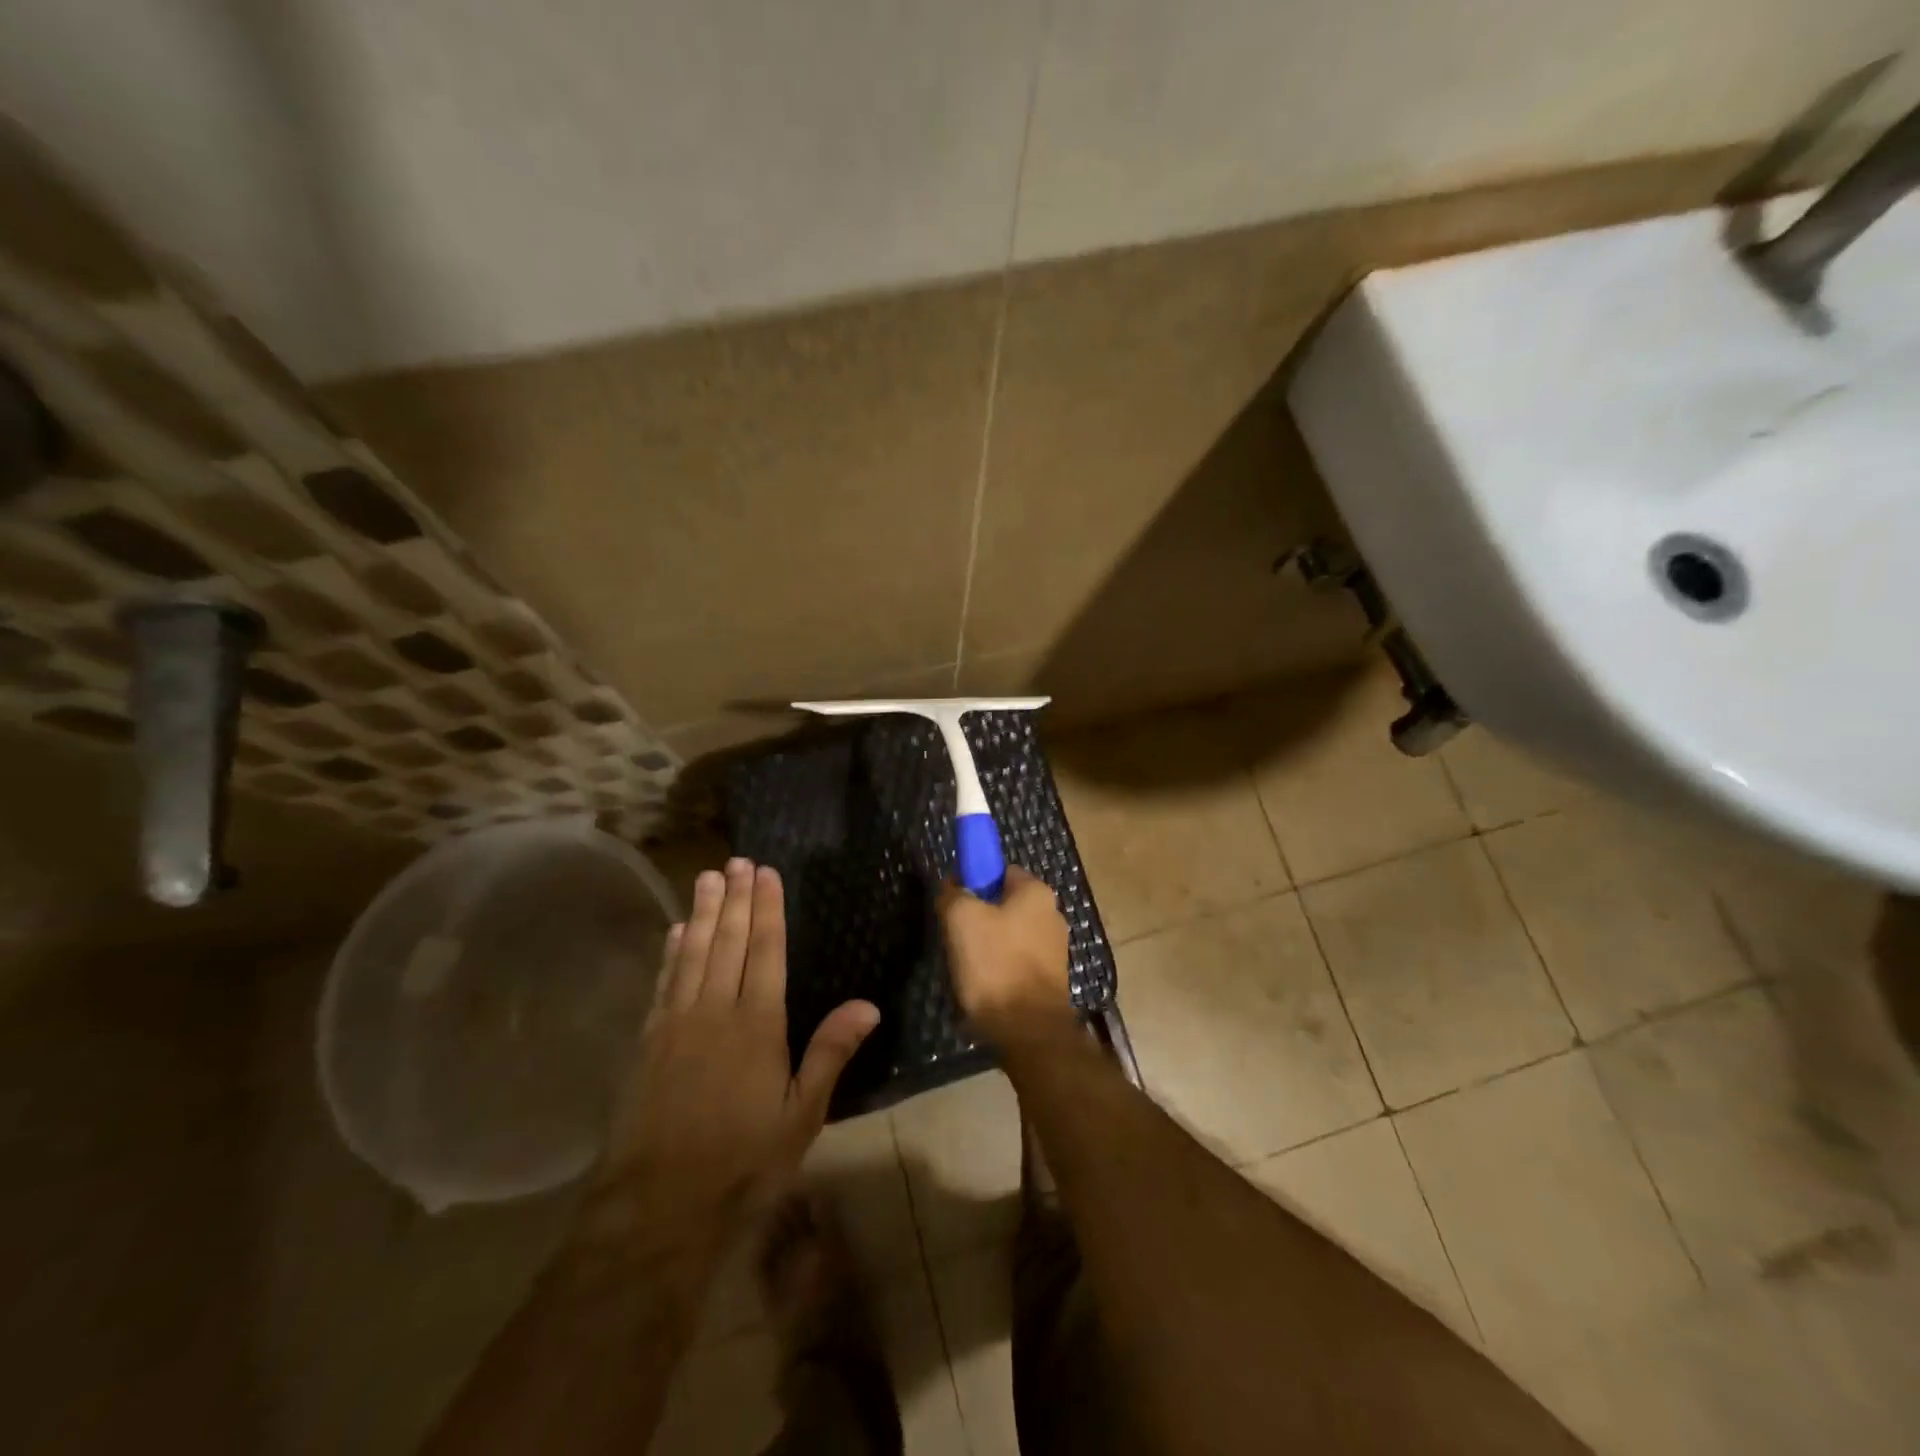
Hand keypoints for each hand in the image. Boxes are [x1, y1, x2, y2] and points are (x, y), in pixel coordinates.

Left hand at [595, 858, 878, 1246]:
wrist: (658, 1206)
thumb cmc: (744, 1161)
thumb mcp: (801, 1115)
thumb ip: (830, 1053)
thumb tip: (868, 1004)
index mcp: (758, 1025)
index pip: (766, 952)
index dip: (768, 909)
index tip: (766, 872)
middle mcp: (716, 1011)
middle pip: (729, 942)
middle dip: (736, 899)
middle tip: (736, 860)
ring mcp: (677, 1024)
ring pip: (694, 953)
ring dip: (704, 913)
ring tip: (708, 877)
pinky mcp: (650, 1042)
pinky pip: (664, 983)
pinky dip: (672, 952)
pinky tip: (677, 931)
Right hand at [937, 866, 1073, 1042]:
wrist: (1028, 1030)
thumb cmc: (995, 964)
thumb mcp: (960, 918)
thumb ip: (952, 893)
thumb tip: (952, 885)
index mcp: (1037, 891)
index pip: (999, 871)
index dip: (972, 882)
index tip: (953, 903)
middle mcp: (1052, 914)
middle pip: (1003, 905)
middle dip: (978, 918)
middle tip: (955, 937)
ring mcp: (1054, 949)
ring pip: (1007, 936)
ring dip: (985, 947)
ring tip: (966, 967)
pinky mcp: (1049, 979)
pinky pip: (1015, 963)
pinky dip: (998, 970)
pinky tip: (983, 987)